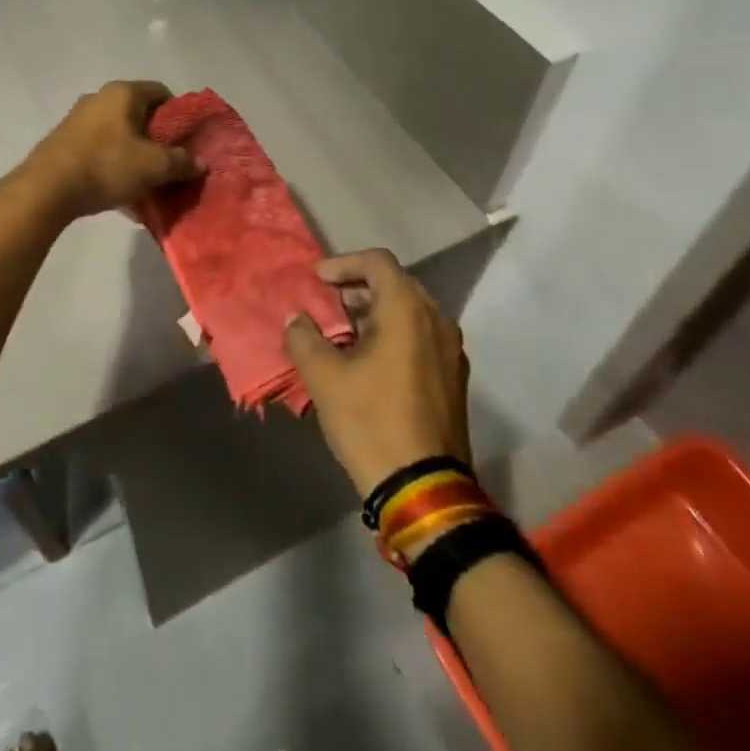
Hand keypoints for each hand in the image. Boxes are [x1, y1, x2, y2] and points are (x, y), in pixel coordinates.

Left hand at [26, 81, 201, 219]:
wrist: (47, 188)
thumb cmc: (107, 165)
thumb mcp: (154, 167)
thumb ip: (181, 162)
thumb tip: (200, 163)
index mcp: (123, 93)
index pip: (162, 92)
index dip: (179, 115)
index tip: (185, 140)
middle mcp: (99, 97)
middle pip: (139, 113)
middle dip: (156, 138)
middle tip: (169, 163)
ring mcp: (78, 118)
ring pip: (118, 132)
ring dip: (134, 153)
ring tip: (146, 181)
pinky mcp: (65, 141)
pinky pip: (100, 148)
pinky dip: (113, 163)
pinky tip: (120, 191)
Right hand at [284, 249, 472, 499]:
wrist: (423, 489)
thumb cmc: (371, 420)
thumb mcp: (325, 377)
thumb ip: (304, 338)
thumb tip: (296, 319)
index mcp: (408, 309)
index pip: (377, 262)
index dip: (343, 264)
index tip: (316, 280)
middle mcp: (436, 320)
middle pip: (395, 284)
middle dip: (357, 287)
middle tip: (325, 303)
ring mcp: (451, 350)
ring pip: (410, 312)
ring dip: (374, 312)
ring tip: (342, 332)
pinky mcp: (454, 377)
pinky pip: (421, 336)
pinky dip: (393, 334)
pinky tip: (368, 360)